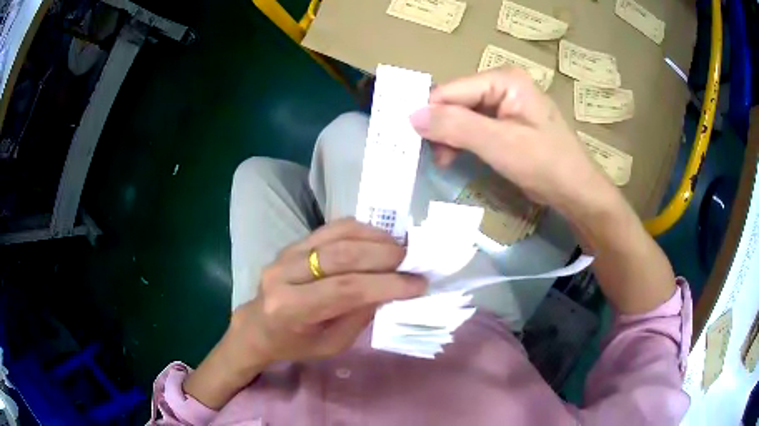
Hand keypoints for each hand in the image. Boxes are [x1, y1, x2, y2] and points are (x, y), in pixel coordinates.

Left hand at [185, 219, 426, 407]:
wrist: (258, 325)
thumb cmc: (295, 344)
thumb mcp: (332, 344)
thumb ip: (360, 314)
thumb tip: (392, 287)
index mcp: (291, 308)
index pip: (346, 289)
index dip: (387, 284)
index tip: (418, 283)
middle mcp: (284, 274)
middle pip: (342, 256)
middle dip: (385, 256)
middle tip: (412, 261)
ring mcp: (286, 253)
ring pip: (337, 235)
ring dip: (375, 238)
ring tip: (400, 248)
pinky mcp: (293, 242)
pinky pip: (331, 228)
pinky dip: (361, 230)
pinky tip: (379, 238)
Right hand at [410, 67, 611, 213]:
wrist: (576, 192)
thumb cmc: (545, 164)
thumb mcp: (499, 144)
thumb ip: (455, 126)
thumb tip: (411, 115)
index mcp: (503, 80)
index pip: (452, 91)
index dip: (429, 113)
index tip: (410, 140)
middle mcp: (502, 85)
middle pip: (456, 101)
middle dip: (440, 127)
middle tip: (428, 155)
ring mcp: (504, 104)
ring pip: (462, 115)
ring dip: (448, 137)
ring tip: (442, 161)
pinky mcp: (506, 123)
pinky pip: (473, 126)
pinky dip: (461, 142)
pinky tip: (454, 156)